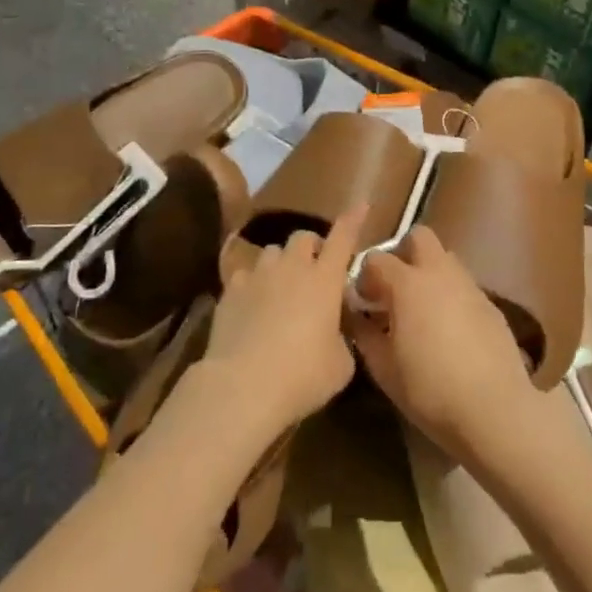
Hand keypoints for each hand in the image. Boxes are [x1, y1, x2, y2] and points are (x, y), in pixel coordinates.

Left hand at [202, 206, 365, 438]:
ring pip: (273, 251)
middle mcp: (292, 267)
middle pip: (303, 237)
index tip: (361, 205)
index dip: (353, 220)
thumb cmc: (303, 375)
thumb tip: (335, 333)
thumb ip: (342, 338)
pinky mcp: (230, 290)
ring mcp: (258, 275)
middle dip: (312, 247)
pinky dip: (253, 284)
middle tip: (316, 269)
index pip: (343, 238)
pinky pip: (245, 274)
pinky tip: (252, 303)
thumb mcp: (341, 364)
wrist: (243, 386)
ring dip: (282, 263)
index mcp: (325, 279)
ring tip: (282, 286)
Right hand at [346, 227, 539, 464]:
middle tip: (394, 288)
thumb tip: (355, 316)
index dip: (365, 276)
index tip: (363, 302)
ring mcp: (469, 285)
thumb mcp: (384, 369)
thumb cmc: (430, 390)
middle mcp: (439, 273)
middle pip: (419, 237)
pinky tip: (450, 330)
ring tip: (422, 310)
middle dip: (403, 253)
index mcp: (408, 283)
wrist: (494, 409)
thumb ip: (364, 335)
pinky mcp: (491, 304)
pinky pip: (464, 286)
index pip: (377, 259)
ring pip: (445, 259)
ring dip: (429, 273)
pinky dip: (451, 295)